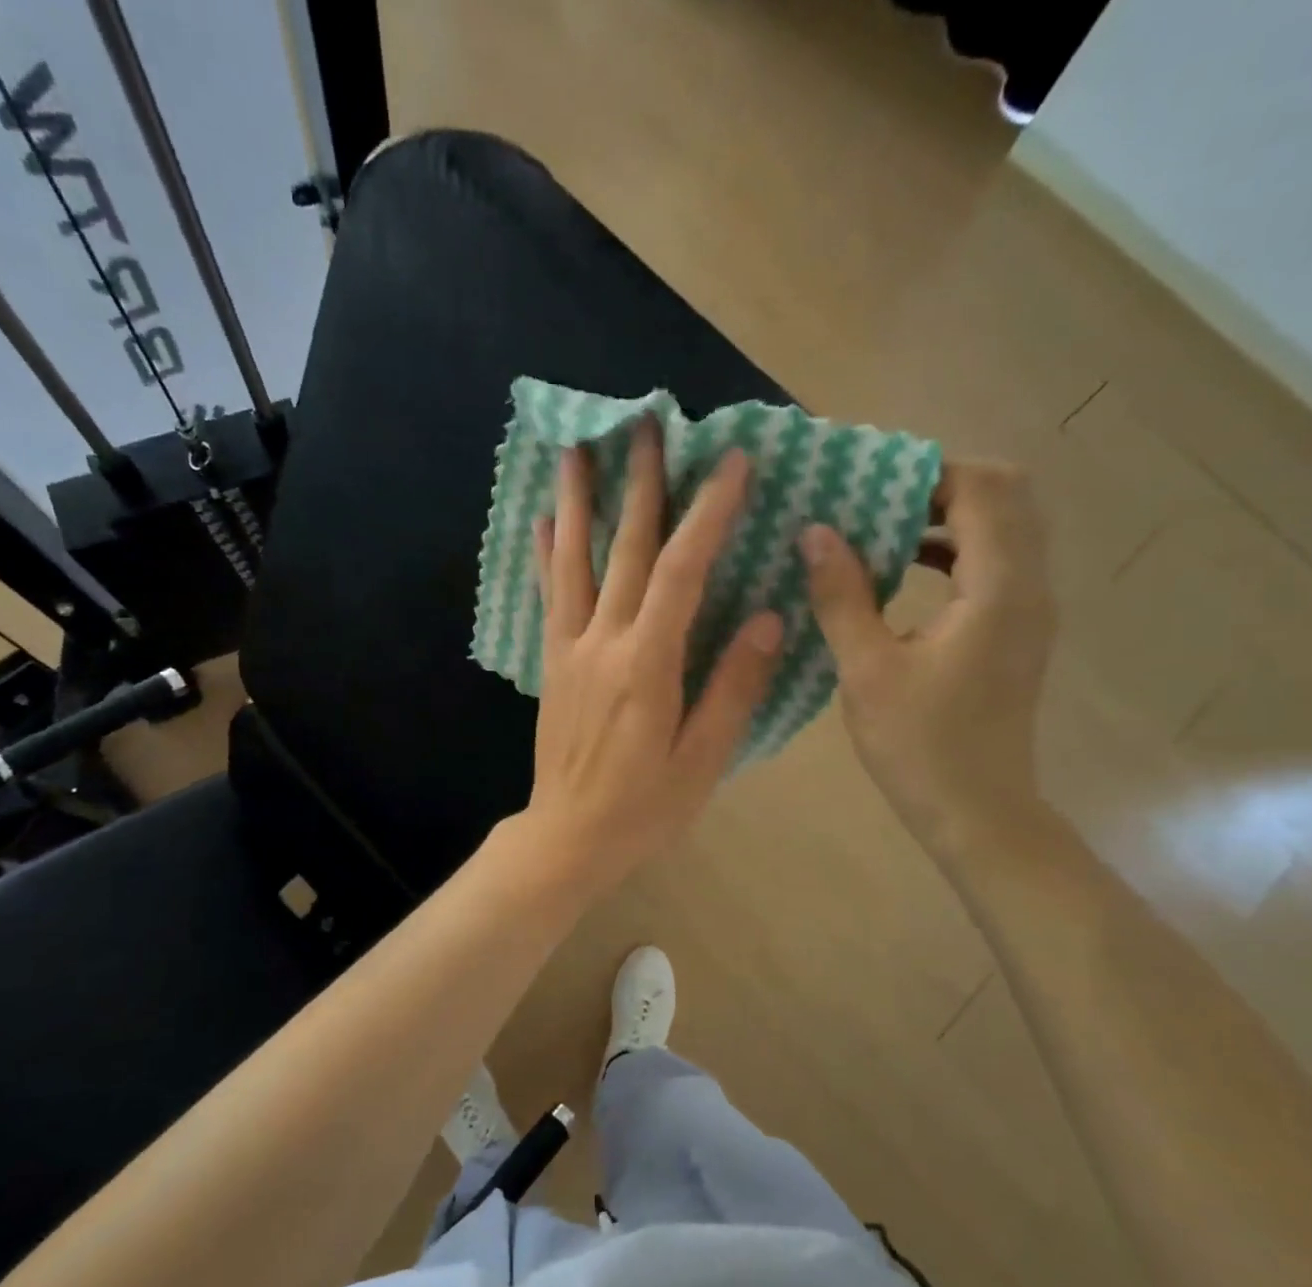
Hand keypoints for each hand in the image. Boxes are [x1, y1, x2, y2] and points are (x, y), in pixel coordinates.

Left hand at [518, 418, 783, 893]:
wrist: (569, 838)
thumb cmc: (645, 807)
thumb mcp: (703, 758)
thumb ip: (733, 687)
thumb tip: (766, 618)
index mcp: (648, 664)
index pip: (682, 571)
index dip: (707, 513)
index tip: (730, 462)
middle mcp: (603, 643)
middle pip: (624, 549)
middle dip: (640, 483)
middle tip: (646, 423)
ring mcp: (571, 650)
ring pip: (574, 561)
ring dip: (577, 500)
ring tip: (577, 446)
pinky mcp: (553, 664)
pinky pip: (550, 597)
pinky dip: (548, 554)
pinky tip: (544, 521)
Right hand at [800, 460, 1053, 854]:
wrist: (978, 812)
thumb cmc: (920, 745)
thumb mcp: (867, 669)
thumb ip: (842, 595)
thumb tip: (816, 532)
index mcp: (998, 588)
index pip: (983, 488)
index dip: (926, 473)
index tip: (866, 483)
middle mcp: (1029, 586)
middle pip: (1006, 495)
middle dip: (939, 485)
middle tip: (875, 499)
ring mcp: (1029, 609)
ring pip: (1003, 528)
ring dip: (946, 515)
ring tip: (879, 527)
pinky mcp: (1015, 631)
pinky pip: (995, 562)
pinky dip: (953, 549)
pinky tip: (901, 572)